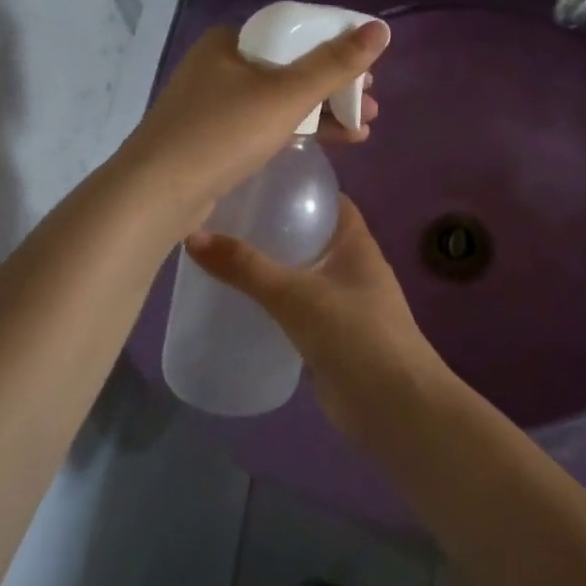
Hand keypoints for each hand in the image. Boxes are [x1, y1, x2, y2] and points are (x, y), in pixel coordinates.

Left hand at [121, 20, 387, 234]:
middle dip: (337, 87)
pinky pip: (267, 122)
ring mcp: (216, 102)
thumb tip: (380, 30)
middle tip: (370, 106)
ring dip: (324, 111)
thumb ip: (334, 64)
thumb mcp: (286, 96)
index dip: (339, 47)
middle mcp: (222, 64)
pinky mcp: (215, 136)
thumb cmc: (222, 134)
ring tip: (363, 129)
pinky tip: (330, 141)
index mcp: (232, 41)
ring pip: (282, 97)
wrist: (156, 194)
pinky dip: (299, 128)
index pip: (297, 31)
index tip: (370, 71)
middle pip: (292, 66)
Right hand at [185, 199, 457, 442]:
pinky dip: (272, 306)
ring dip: (270, 269)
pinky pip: (296, 311)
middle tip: (222, 219)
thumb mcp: (295, 294)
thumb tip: (192, 236)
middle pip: (310, 236)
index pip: (328, 200)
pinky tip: (237, 306)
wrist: (393, 406)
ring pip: (301, 275)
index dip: (297, 188)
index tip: (255, 179)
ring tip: (219, 257)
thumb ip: (246, 267)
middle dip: (273, 228)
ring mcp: (343, 304)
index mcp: (356, 244)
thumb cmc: (354, 334)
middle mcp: (352, 268)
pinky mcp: (330, 338)